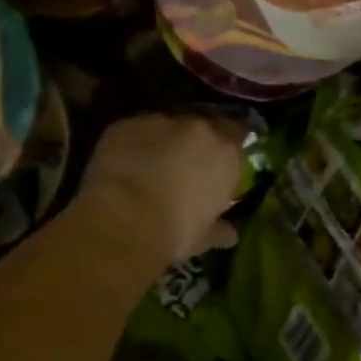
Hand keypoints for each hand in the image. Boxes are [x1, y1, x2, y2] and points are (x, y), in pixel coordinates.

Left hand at [76, 114, 244, 265]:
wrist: (123, 220)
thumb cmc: (175, 231)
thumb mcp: (204, 237)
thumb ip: (219, 229)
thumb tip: (230, 234)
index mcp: (226, 152)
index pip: (236, 135)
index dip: (226, 149)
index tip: (218, 165)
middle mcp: (198, 129)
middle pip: (201, 127)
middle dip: (194, 144)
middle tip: (184, 168)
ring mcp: (160, 122)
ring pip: (166, 127)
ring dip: (163, 142)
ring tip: (149, 168)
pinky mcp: (125, 124)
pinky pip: (135, 132)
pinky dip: (133, 145)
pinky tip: (124, 166)